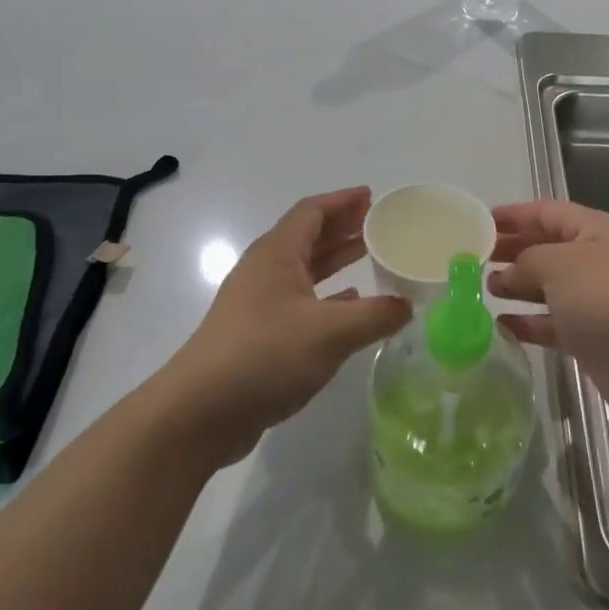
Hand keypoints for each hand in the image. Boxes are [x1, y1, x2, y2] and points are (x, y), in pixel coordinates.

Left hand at [157, 187, 410, 465]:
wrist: (200, 412)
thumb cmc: (265, 355)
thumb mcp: (331, 332)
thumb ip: (375, 315)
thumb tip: (408, 305)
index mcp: (277, 254)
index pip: (312, 211)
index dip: (343, 201)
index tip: (373, 197)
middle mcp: (265, 270)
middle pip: (308, 236)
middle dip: (343, 226)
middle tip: (379, 224)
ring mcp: (259, 303)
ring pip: (304, 269)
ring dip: (336, 259)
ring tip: (370, 255)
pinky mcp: (258, 333)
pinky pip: (300, 299)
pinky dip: (328, 295)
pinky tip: (349, 305)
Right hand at [488, 200, 608, 439]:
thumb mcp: (558, 265)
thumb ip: (525, 261)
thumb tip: (507, 274)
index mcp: (594, 230)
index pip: (547, 212)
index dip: (514, 215)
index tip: (479, 222)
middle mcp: (596, 261)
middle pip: (547, 248)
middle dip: (513, 250)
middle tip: (474, 258)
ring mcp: (597, 302)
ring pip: (549, 288)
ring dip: (518, 287)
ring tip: (483, 290)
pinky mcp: (594, 339)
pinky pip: (554, 325)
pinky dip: (529, 324)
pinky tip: (502, 327)